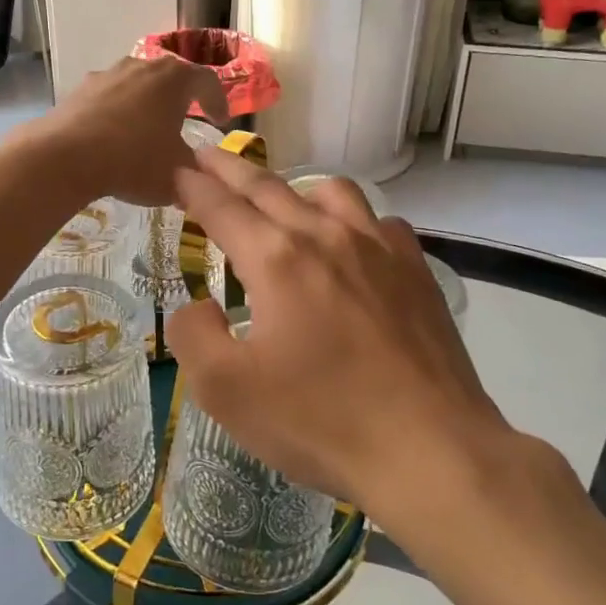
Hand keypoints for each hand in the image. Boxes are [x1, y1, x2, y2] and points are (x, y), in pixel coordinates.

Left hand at [28, 57, 227, 206]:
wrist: (65, 157)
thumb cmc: (133, 160)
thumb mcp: (177, 173)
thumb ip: (195, 170)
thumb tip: (199, 173)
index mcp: (175, 79)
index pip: (208, 81)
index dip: (218, 101)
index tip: (220, 122)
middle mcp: (143, 66)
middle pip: (171, 76)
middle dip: (181, 97)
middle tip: (187, 118)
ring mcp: (108, 74)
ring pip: (138, 84)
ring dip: (147, 102)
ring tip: (147, 129)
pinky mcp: (80, 89)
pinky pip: (110, 97)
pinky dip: (118, 112)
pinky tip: (113, 137)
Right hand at [164, 146, 502, 513]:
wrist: (430, 449)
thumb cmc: (320, 421)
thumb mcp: (226, 391)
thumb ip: (194, 336)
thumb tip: (199, 305)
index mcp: (276, 259)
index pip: (222, 207)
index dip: (193, 186)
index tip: (176, 169)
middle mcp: (325, 236)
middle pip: (268, 186)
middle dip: (230, 168)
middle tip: (206, 154)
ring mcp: (378, 248)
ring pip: (330, 191)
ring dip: (294, 187)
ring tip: (280, 200)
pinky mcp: (415, 271)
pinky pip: (377, 222)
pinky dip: (352, 220)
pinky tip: (350, 243)